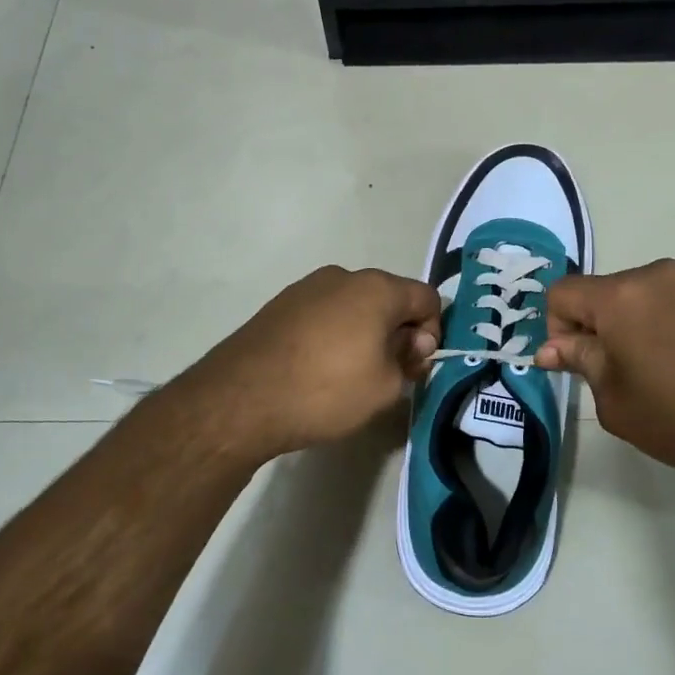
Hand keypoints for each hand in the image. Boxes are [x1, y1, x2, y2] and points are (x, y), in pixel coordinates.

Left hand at [179, 266, 440, 458]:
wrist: (241, 398)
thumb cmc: (326, 390)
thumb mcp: (386, 387)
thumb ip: (410, 359)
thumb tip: (410, 342)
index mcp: (377, 288)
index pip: (427, 297)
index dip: (433, 331)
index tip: (417, 365)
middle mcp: (344, 276)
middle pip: (389, 298)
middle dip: (398, 331)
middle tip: (390, 373)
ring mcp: (307, 287)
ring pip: (354, 305)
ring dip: (364, 332)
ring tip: (350, 374)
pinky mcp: (280, 304)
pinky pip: (324, 313)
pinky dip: (333, 334)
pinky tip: (318, 368)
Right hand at [536, 260, 674, 488]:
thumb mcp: (617, 402)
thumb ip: (580, 363)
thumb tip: (552, 347)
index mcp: (620, 296)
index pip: (562, 292)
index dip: (557, 328)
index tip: (580, 364)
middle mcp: (654, 274)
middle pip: (603, 292)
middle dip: (598, 327)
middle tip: (620, 374)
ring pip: (640, 295)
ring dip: (635, 324)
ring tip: (661, 369)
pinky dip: (669, 323)